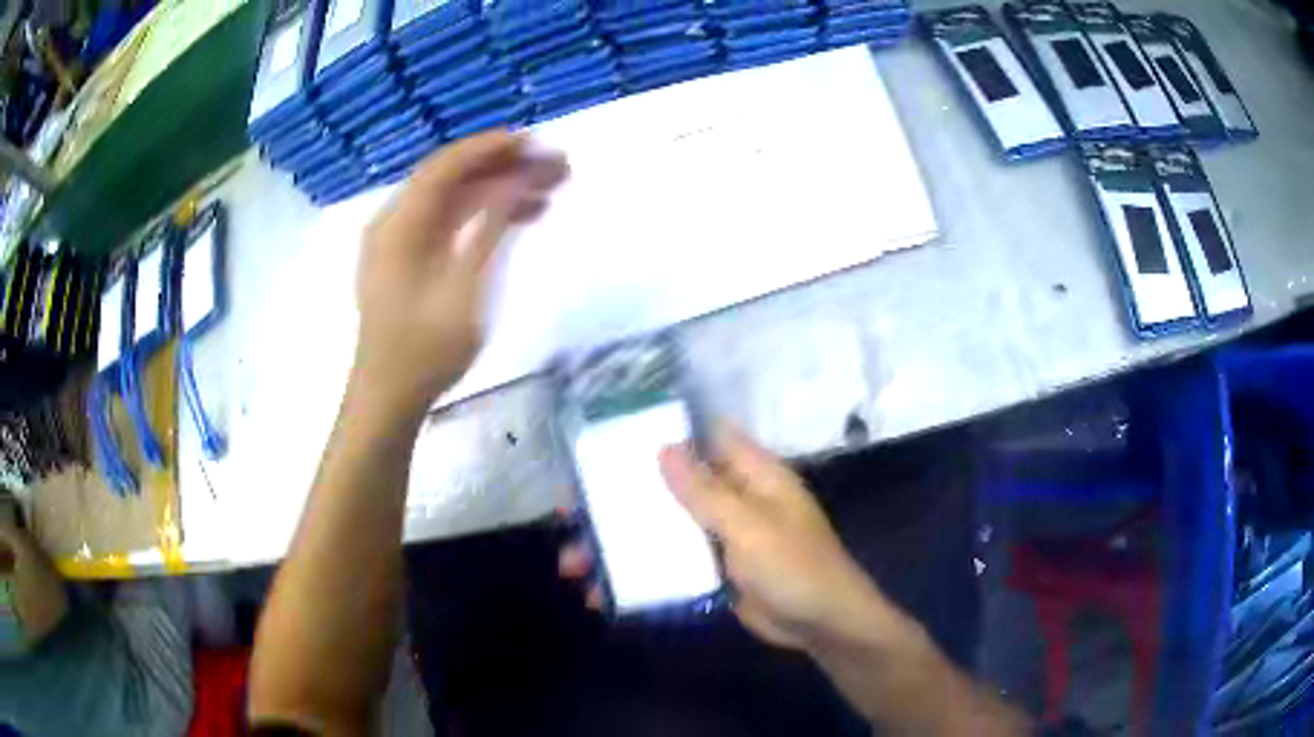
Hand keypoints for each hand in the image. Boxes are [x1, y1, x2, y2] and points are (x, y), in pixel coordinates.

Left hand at [353, 130, 568, 411]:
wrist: (390, 398)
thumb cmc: (425, 348)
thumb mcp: (463, 286)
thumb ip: (489, 226)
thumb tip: (517, 179)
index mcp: (399, 222)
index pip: (446, 165)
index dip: (491, 148)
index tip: (536, 142)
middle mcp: (396, 222)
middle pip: (452, 179)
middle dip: (503, 168)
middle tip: (554, 168)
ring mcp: (402, 243)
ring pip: (454, 201)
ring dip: (498, 192)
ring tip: (549, 193)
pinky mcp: (411, 262)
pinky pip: (449, 225)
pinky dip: (482, 218)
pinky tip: (520, 220)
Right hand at [560, 424, 898, 651]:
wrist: (822, 625)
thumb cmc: (796, 567)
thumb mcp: (751, 527)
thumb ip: (706, 491)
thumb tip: (663, 447)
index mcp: (748, 473)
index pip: (698, 437)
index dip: (655, 433)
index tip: (605, 440)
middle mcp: (730, 497)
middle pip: (665, 487)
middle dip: (618, 500)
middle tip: (568, 511)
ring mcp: (718, 537)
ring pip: (659, 530)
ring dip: (618, 546)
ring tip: (573, 566)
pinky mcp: (711, 571)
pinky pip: (667, 565)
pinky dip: (638, 576)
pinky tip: (603, 595)